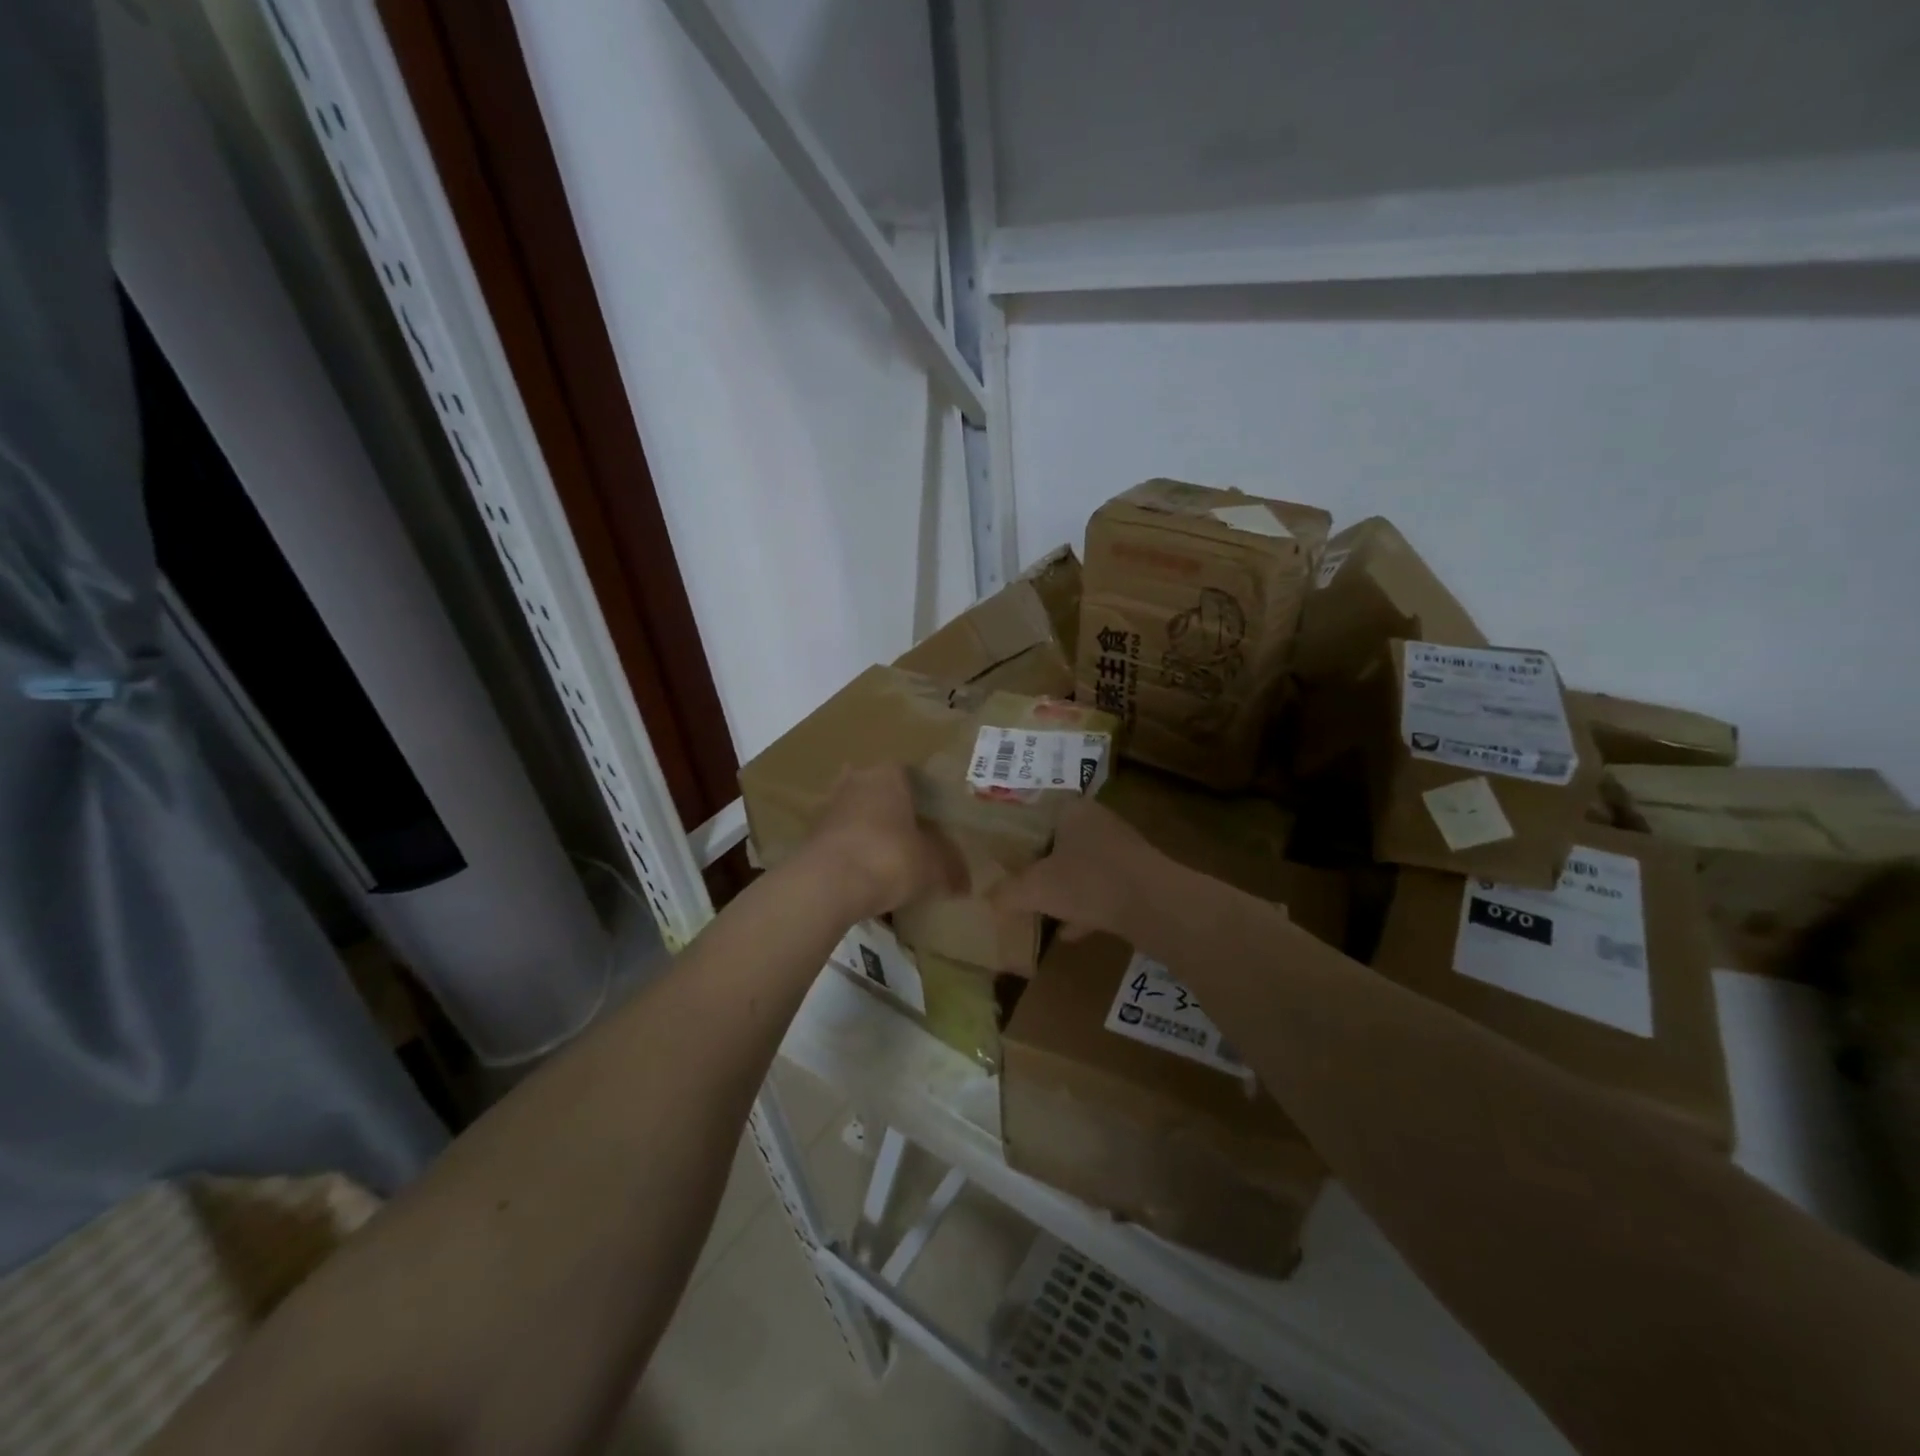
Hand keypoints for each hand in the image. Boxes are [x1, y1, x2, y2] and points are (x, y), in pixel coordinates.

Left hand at [803, 765, 966, 921]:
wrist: (828, 885)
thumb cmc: (890, 858)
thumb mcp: (932, 866)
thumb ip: (950, 869)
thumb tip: (965, 885)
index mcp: (888, 775)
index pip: (909, 774)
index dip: (922, 797)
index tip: (932, 819)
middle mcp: (855, 781)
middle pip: (877, 791)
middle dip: (891, 811)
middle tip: (910, 836)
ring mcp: (828, 807)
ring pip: (856, 815)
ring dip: (868, 832)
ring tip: (886, 859)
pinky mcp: (810, 836)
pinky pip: (840, 840)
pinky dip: (851, 853)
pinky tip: (864, 876)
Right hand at [991, 798, 1164, 944]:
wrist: (1155, 905)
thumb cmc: (1088, 881)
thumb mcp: (1036, 889)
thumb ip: (1008, 892)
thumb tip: (986, 898)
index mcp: (1073, 811)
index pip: (1039, 812)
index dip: (1019, 832)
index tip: (1003, 852)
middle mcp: (1099, 822)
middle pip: (1061, 840)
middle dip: (1042, 862)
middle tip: (1019, 879)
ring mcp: (1122, 850)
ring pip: (1083, 866)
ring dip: (1065, 887)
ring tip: (1041, 910)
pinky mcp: (1138, 877)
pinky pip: (1103, 889)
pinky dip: (1086, 907)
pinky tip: (1071, 932)